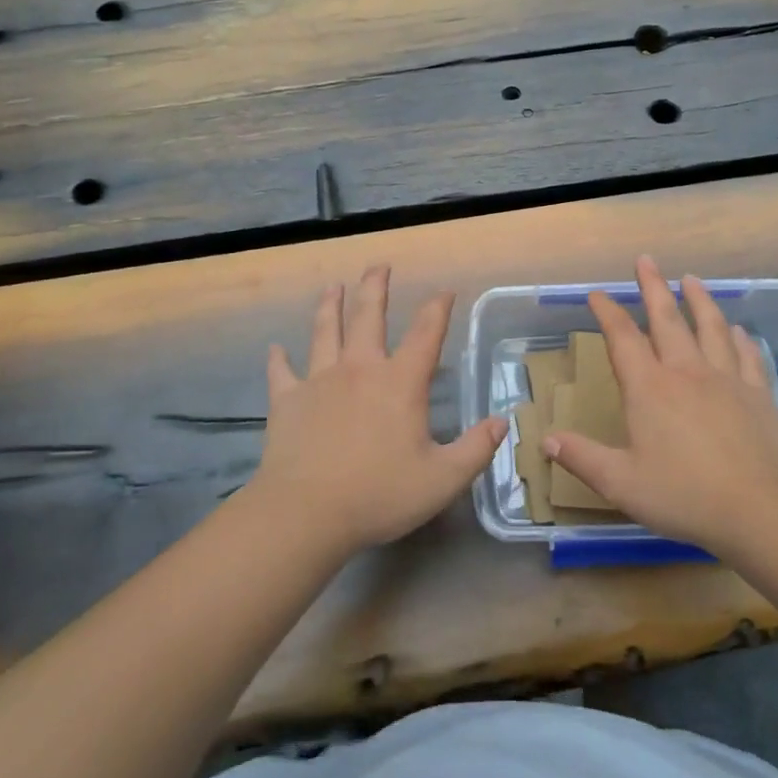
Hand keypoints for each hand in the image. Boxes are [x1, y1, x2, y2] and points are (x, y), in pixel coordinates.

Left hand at [248, 266, 506, 557]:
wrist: (306, 512)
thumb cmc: (379, 494)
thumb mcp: (443, 479)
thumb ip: (476, 449)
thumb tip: (502, 422)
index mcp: (400, 383)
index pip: (426, 334)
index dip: (438, 309)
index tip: (445, 292)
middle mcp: (360, 369)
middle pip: (368, 316)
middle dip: (375, 287)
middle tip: (379, 265)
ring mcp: (319, 381)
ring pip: (325, 332)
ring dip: (329, 306)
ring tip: (332, 286)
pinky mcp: (287, 400)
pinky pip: (281, 372)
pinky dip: (279, 359)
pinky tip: (275, 349)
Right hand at [542, 255, 777, 553]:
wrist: (756, 509)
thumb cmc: (682, 494)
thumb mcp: (620, 482)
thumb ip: (582, 457)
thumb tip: (545, 440)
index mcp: (649, 388)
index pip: (623, 338)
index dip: (608, 312)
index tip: (597, 293)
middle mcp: (686, 372)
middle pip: (667, 319)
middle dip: (653, 287)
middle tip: (646, 260)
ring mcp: (725, 379)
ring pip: (710, 327)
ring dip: (699, 300)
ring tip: (692, 279)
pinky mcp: (756, 394)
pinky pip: (747, 356)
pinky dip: (739, 338)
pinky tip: (738, 329)